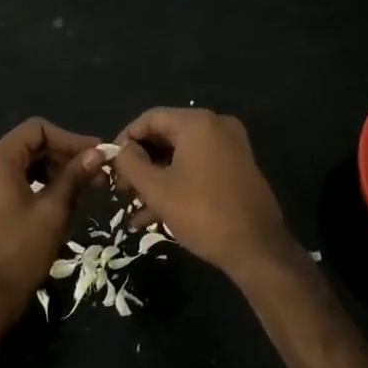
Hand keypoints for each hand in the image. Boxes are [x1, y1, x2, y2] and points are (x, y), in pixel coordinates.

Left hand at [0, 118, 104, 313]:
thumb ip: (74, 176)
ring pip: (26, 164)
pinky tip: (64, 202)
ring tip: (85, 188)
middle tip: (96, 173)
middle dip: (65, 155)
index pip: (38, 129)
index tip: (96, 155)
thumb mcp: (53, 209)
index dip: (70, 138)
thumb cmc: (20, 249)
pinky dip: (41, 186)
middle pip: (32, 145)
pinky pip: (17, 182)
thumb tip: (97, 153)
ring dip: (56, 171)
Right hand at [110, 108, 295, 278]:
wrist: (257, 248)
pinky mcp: (238, 167)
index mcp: (198, 123)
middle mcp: (217, 126)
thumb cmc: (202, 213)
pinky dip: (178, 182)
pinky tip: (156, 213)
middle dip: (141, 162)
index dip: (125, 139)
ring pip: (182, 154)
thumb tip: (121, 150)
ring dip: (156, 177)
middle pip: (167, 134)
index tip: (110, 164)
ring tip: (134, 206)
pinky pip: (199, 166)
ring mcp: (231, 146)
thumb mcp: (157, 189)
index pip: (150, 118)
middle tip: (122, 188)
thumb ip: (131, 163)